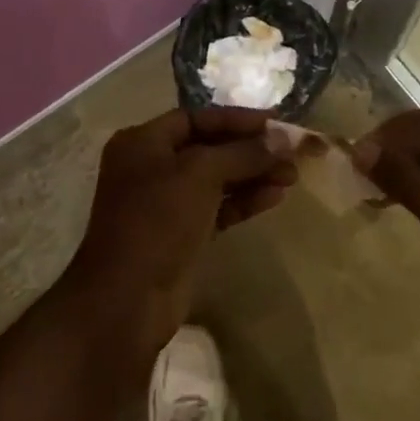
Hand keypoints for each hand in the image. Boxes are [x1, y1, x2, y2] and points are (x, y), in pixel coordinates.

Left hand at [59, 107, 295, 375]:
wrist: (127, 302)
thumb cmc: (157, 221)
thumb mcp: (200, 175)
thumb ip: (243, 153)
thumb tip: (284, 138)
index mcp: (144, 142)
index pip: (198, 118)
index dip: (238, 118)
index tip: (276, 122)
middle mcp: (152, 166)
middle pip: (210, 148)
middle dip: (251, 149)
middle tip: (292, 152)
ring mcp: (166, 203)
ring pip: (217, 179)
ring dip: (253, 175)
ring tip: (293, 175)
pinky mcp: (181, 234)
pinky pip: (218, 207)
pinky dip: (244, 200)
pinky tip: (275, 196)